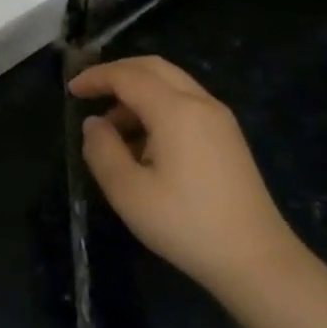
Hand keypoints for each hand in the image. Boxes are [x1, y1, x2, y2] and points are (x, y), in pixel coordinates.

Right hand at [70, 56, 300, 298]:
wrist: (256, 260)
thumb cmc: (185, 224)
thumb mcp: (128, 192)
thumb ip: (102, 150)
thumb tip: (94, 124)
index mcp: (176, 111)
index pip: (128, 76)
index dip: (96, 77)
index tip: (71, 91)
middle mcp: (201, 103)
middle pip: (154, 68)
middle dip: (118, 73)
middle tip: (89, 92)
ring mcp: (219, 119)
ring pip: (172, 84)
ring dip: (137, 93)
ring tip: (111, 129)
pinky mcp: (227, 138)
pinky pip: (186, 104)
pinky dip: (157, 108)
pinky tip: (142, 143)